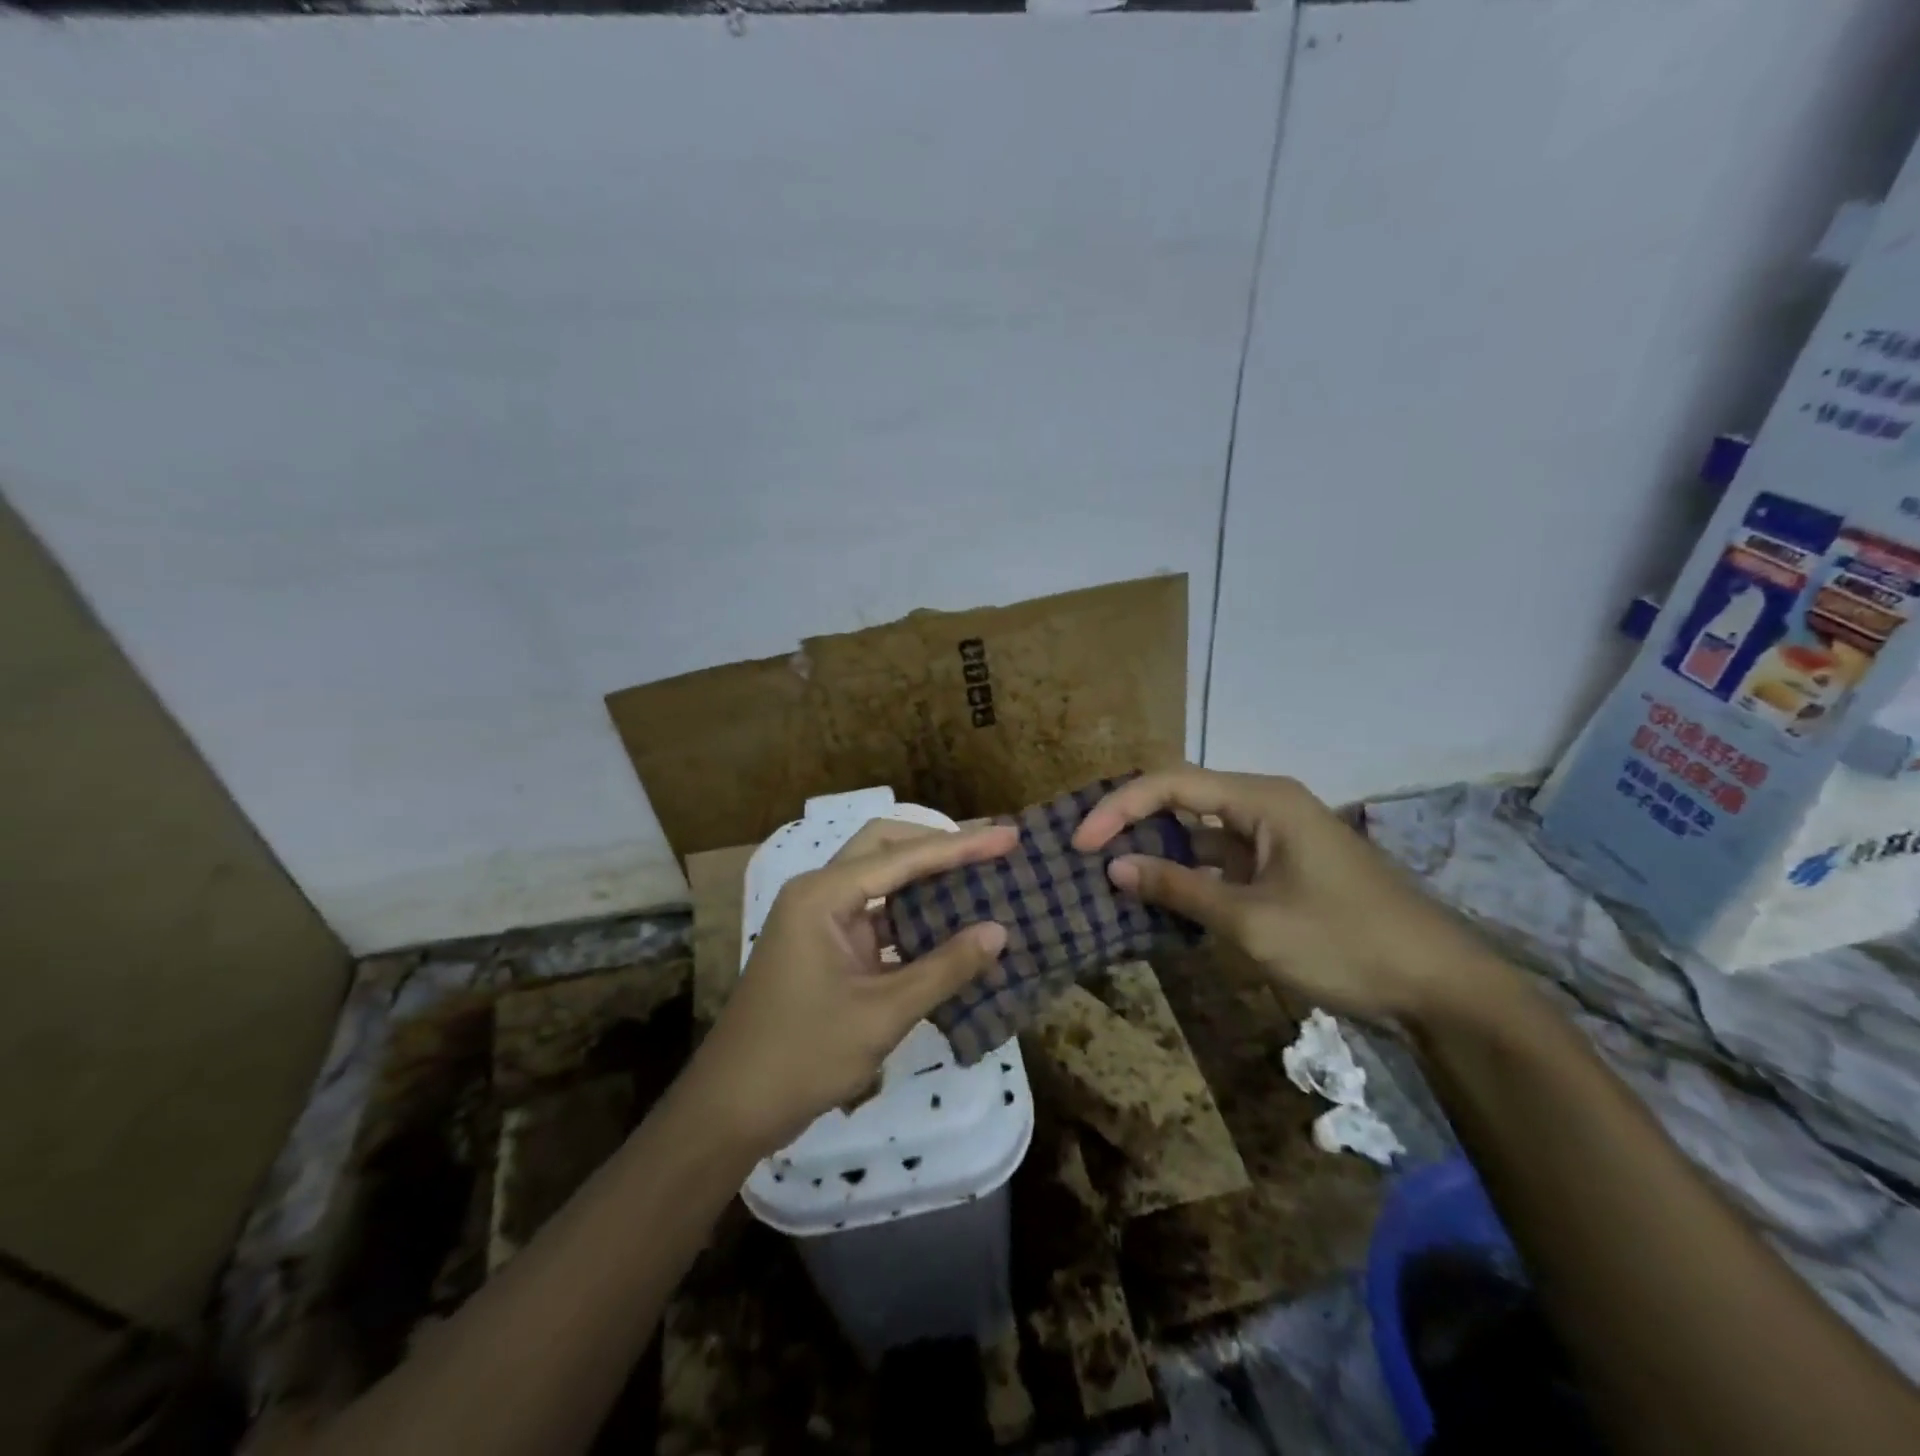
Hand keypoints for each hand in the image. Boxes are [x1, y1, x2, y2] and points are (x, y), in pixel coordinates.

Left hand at [681, 819, 1017, 1156]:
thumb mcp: (882, 1014)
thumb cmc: (803, 1056)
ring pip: (880, 880)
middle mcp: (819, 894)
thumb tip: (999, 931)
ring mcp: (820, 920)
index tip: (1009, 837)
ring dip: (926, 878)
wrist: (731, 1108)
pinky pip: (876, 916)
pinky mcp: (826, 947)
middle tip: (990, 848)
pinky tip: (949, 926)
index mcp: (823, 896)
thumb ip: (944, 968)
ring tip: (979, 878)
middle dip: (938, 846)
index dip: (961, 846)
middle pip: (885, 848)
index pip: (903, 856)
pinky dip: (912, 916)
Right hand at [1073, 765, 1504, 1023]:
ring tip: (1110, 876)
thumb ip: (1180, 890)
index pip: (1170, 784)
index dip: (1118, 809)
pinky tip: (1160, 901)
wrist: (1443, 990)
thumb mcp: (1253, 921)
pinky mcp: (1284, 870)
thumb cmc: (1347, 943)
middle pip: (1182, 800)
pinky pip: (1222, 862)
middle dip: (1132, 823)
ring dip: (1158, 853)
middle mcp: (1266, 806)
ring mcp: (1277, 838)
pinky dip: (1189, 878)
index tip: (1080, 844)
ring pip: (1201, 833)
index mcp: (1262, 799)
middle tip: (1085, 855)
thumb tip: (1114, 867)